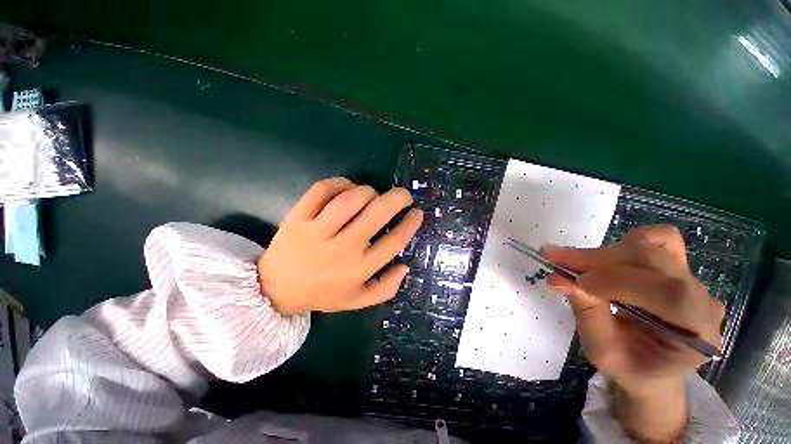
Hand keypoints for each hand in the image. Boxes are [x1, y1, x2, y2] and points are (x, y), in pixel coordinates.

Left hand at [258, 178, 422, 315]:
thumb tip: (405, 266)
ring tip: (373, 194)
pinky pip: (321, 191)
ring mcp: (317, 232)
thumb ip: (385, 288)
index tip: (417, 213)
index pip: (394, 242)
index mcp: (359, 270)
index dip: (410, 224)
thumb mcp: (357, 301)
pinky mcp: (297, 218)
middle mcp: (342, 249)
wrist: (275, 290)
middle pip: (376, 214)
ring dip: (368, 191)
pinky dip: (339, 183)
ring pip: (350, 199)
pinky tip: (347, 187)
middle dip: (397, 199)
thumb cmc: (321, 294)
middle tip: (403, 195)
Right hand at [544, 225, 724, 441]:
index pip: (667, 293)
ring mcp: (693, 279)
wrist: (651, 368)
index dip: (615, 280)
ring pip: (652, 245)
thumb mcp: (602, 351)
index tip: (569, 277)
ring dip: (606, 252)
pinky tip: (606, 260)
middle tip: (556, 259)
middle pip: (654, 260)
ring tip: (576, 263)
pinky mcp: (678, 266)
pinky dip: (625, 244)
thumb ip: (586, 312)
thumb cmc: (629, 367)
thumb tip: (558, 277)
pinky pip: (659, 239)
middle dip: (598, 259)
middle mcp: (703, 299)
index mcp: (697, 333)